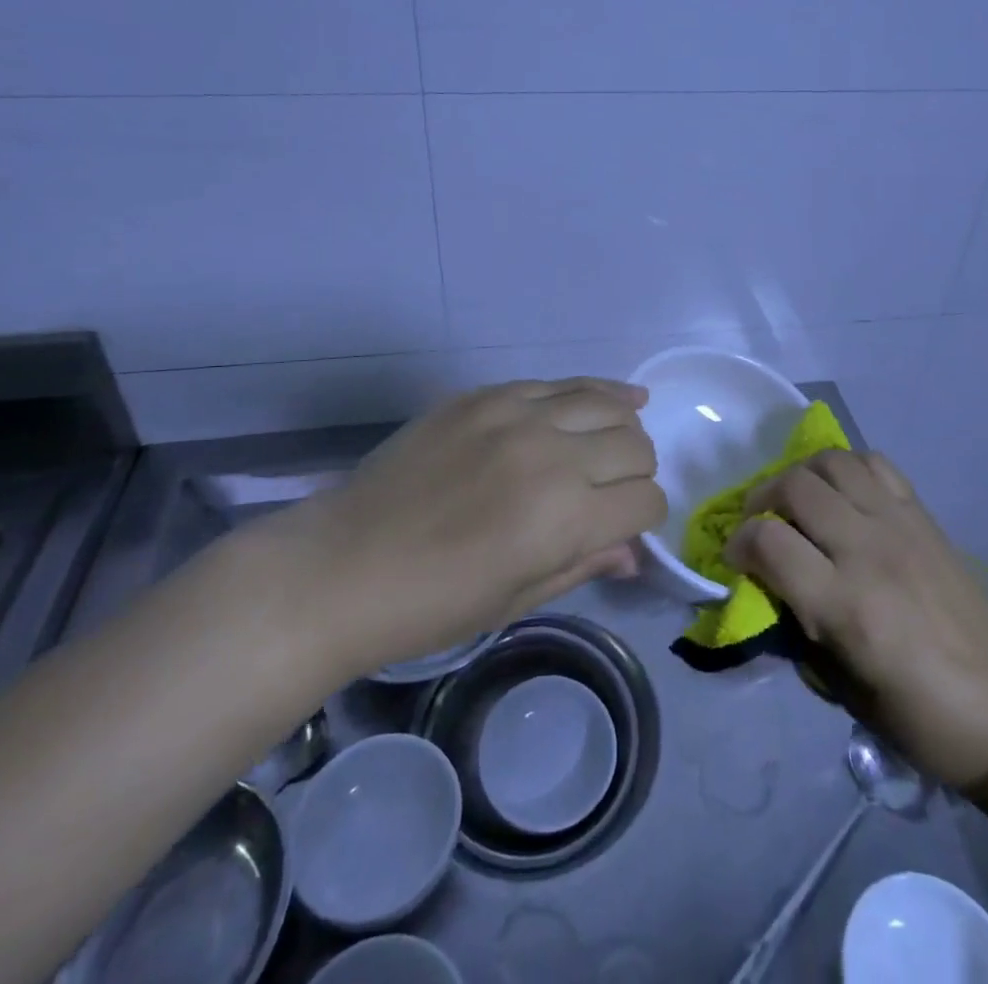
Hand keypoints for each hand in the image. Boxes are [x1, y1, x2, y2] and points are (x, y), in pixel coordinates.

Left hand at [258, 379, 666, 675]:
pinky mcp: (486, 395)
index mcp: (565, 518)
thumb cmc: (430, 605)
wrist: (341, 566)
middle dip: (637, 473)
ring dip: (622, 426)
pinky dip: (591, 392)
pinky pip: (558, 382)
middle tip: (610, 493)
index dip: (644, 520)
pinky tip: (605, 398)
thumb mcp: (517, 598)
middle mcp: (553, 455)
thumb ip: (584, 563)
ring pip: (608, 402)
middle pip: (636, 446)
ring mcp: (517, 415)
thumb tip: (632, 552)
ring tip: (614, 440)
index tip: (624, 528)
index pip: (646, 502)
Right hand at [723, 450, 987, 790]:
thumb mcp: (838, 687)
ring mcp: (899, 525)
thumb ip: (796, 625)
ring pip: (832, 462)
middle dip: (762, 500)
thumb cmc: (915, 715)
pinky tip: (842, 494)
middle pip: (795, 487)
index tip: (736, 558)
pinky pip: (875, 464)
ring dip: (801, 475)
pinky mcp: (923, 515)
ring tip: (797, 501)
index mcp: (844, 605)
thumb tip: (764, 584)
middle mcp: (868, 550)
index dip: (739, 544)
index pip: (767, 542)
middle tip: (761, 524)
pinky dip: (846, 469)